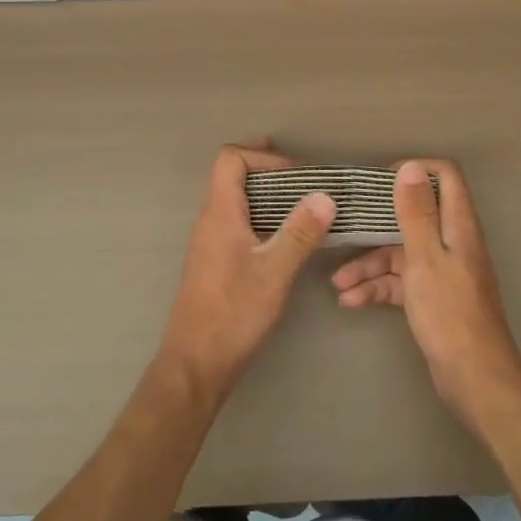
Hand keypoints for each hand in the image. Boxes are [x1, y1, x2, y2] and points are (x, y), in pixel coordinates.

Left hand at [158, 142, 335, 402]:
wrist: (196, 363)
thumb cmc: (233, 313)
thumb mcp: (274, 272)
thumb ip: (300, 232)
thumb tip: (325, 195)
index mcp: (219, 213)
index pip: (230, 159)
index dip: (261, 156)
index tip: (295, 173)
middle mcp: (210, 221)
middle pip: (232, 176)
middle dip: (268, 170)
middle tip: (304, 179)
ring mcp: (210, 242)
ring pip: (236, 201)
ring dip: (267, 196)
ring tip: (302, 205)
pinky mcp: (215, 262)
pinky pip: (238, 223)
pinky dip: (262, 218)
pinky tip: (285, 238)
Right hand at [331, 159, 520, 428]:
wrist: (475, 380)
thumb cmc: (450, 313)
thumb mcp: (425, 258)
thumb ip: (416, 213)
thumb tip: (410, 167)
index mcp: (458, 226)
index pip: (446, 176)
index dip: (415, 170)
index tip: (380, 180)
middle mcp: (452, 242)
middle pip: (414, 215)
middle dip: (377, 221)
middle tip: (345, 222)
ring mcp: (442, 271)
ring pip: (401, 252)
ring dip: (368, 263)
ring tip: (337, 281)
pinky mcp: (432, 297)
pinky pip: (400, 281)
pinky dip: (377, 288)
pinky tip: (349, 301)